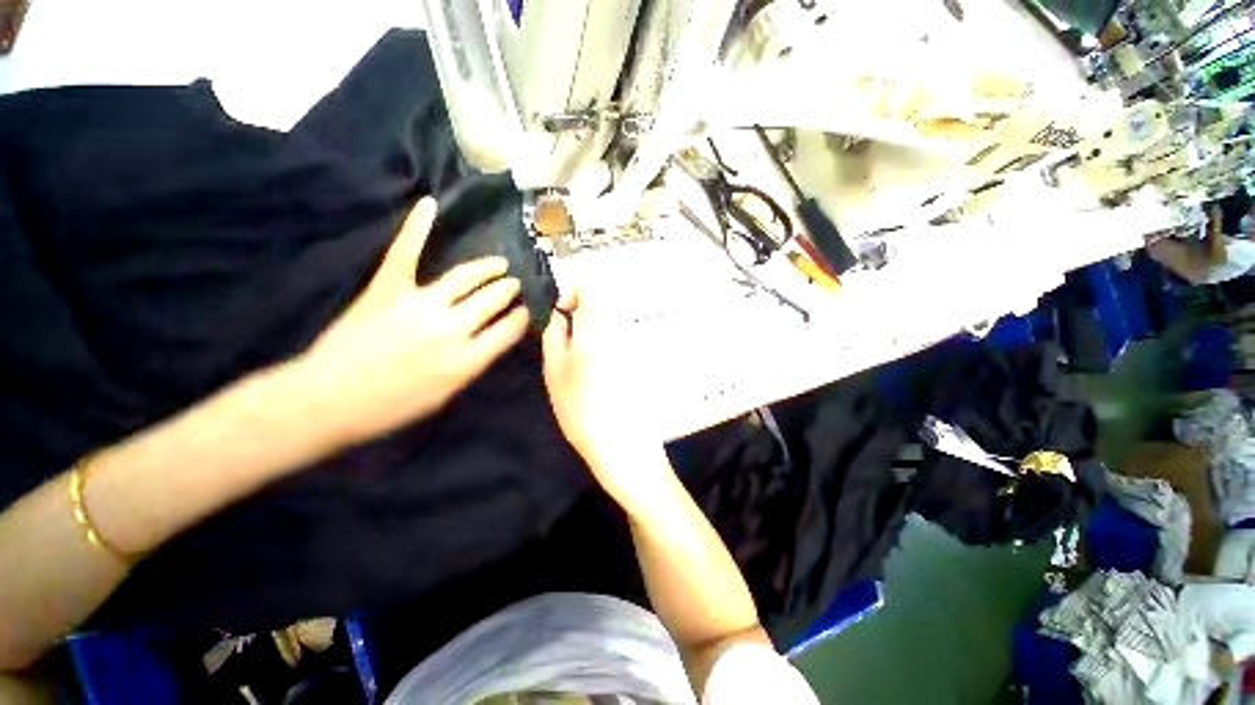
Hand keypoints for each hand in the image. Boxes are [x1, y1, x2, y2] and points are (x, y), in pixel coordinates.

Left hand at [298, 198, 528, 445]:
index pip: (510, 329)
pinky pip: (406, 253)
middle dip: (508, 290)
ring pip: (466, 277)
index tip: (525, 310)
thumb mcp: (446, 395)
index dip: (521, 317)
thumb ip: (472, 364)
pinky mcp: (388, 288)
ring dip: (488, 268)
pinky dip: (417, 227)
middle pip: (493, 299)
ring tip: (499, 264)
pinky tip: (430, 205)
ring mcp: (420, 304)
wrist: (328, 400)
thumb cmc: (391, 407)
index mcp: (468, 359)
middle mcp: (452, 327)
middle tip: (513, 284)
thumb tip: (489, 341)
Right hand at [542, 288, 668, 509]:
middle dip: (585, 309)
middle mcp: (623, 328)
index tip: (564, 312)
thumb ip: (555, 335)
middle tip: (571, 334)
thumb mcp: (555, 371)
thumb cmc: (581, 409)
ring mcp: (637, 342)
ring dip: (597, 325)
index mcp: (599, 327)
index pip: (592, 287)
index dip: (575, 292)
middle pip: (606, 301)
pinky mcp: (645, 357)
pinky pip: (625, 335)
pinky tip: (602, 364)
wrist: (623, 444)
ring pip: (615, 318)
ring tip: (585, 352)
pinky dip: (611, 339)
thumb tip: (560, 314)